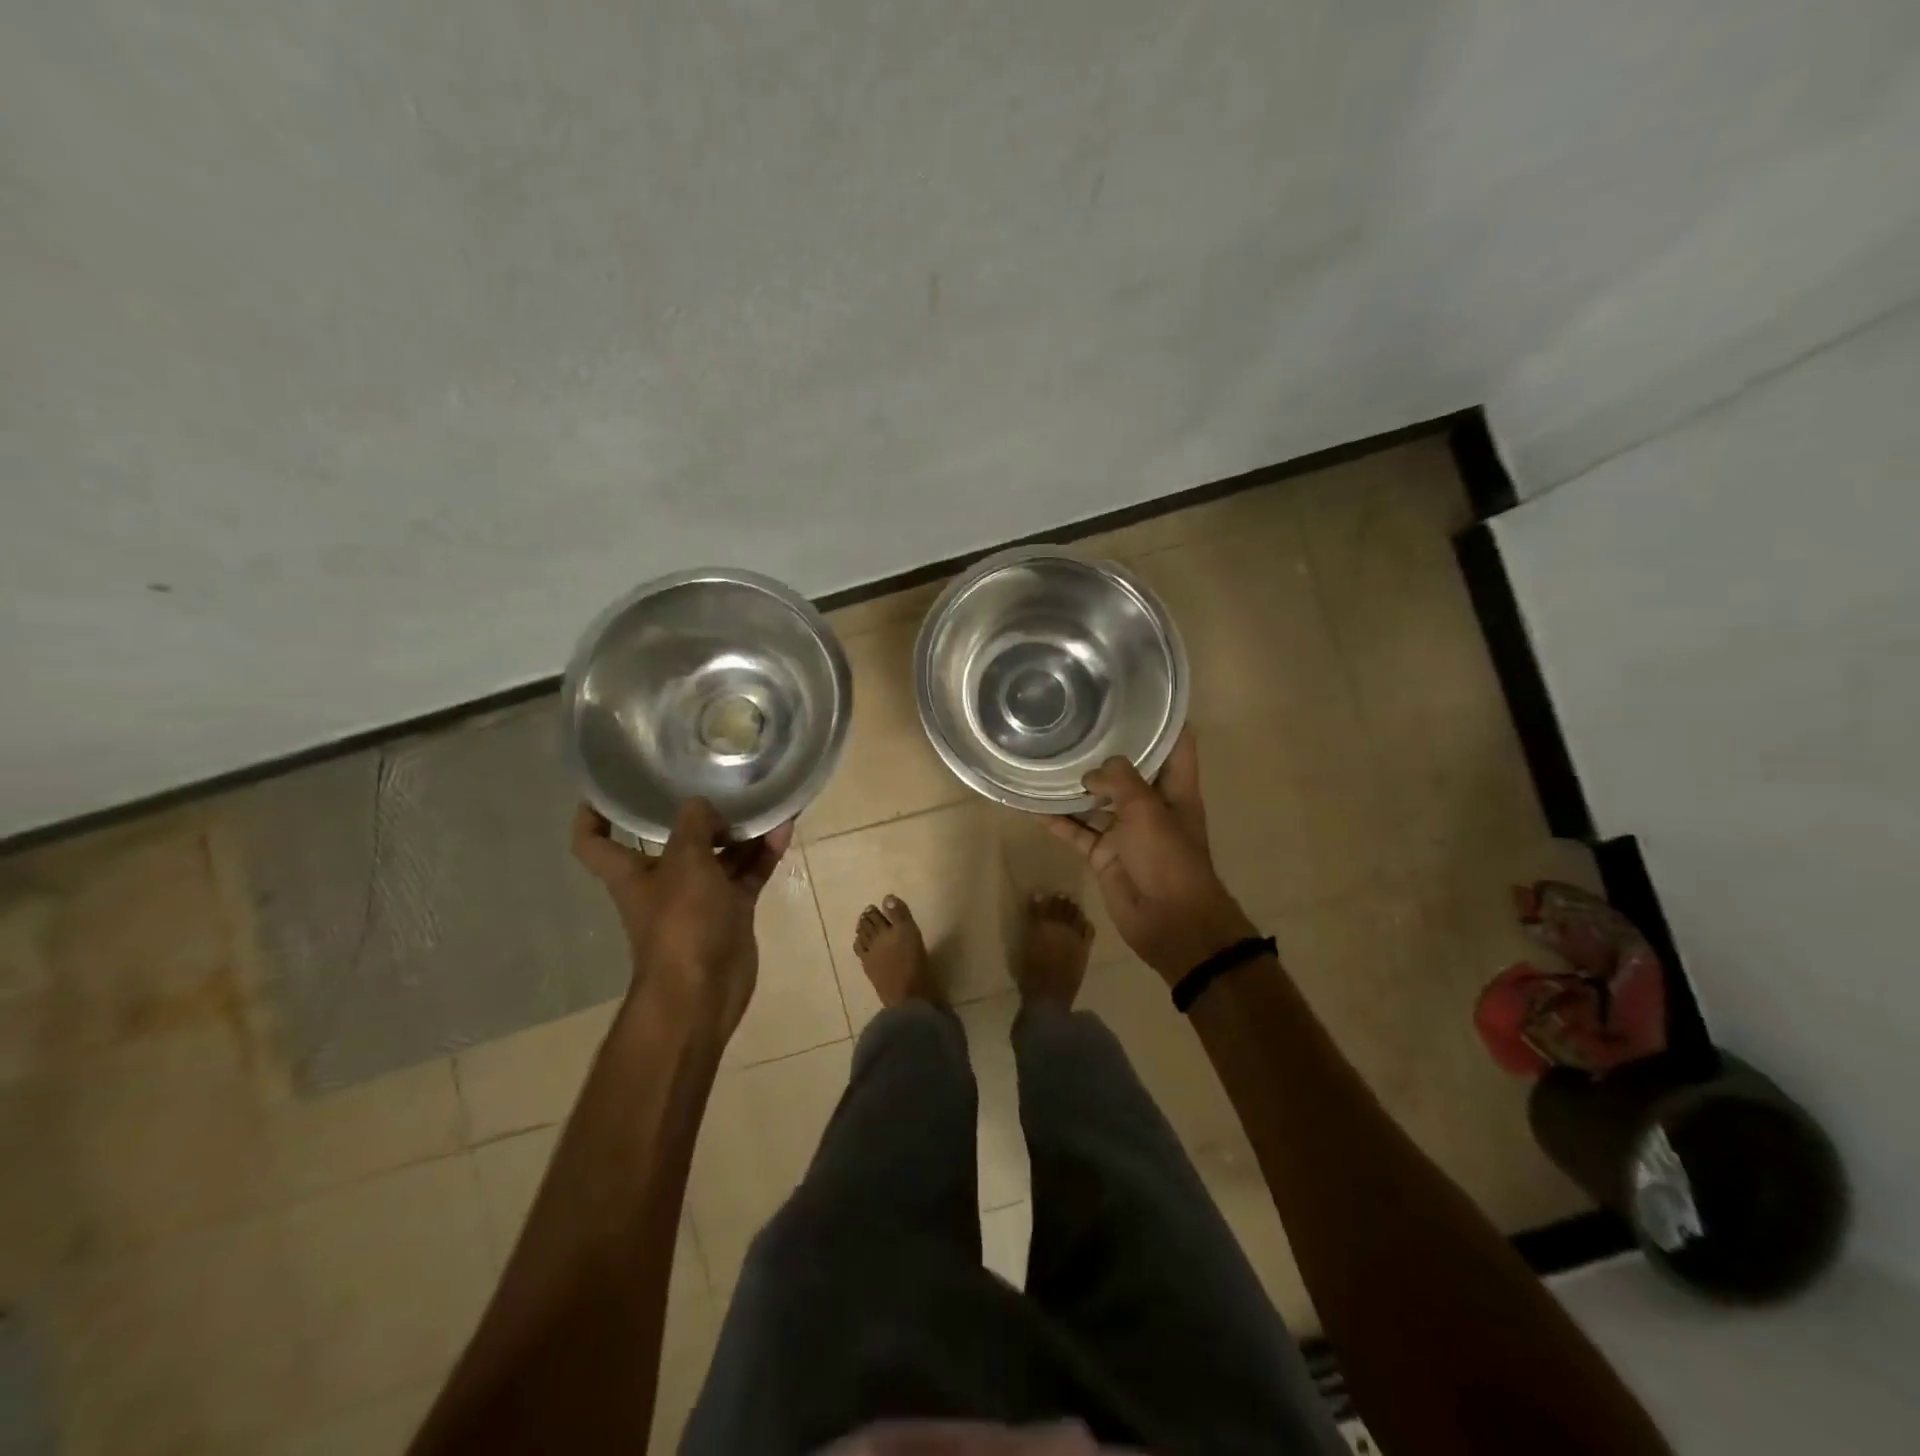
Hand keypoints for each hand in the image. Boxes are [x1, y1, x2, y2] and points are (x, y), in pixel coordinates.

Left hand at [571, 799, 793, 1041]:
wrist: (704, 990)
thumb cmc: (681, 921)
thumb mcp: (685, 860)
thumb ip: (695, 824)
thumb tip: (704, 805)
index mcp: (631, 872)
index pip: (593, 840)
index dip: (593, 813)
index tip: (606, 788)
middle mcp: (662, 881)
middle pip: (672, 840)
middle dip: (694, 815)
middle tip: (716, 782)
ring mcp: (699, 898)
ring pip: (718, 855)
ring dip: (739, 832)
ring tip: (763, 801)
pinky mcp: (731, 911)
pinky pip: (746, 874)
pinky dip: (762, 854)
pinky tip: (783, 829)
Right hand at [1045, 728, 1258, 982]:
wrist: (1171, 921)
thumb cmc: (1168, 858)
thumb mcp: (1147, 809)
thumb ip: (1120, 781)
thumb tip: (1092, 774)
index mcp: (1175, 790)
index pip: (1175, 746)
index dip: (1164, 720)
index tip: (1140, 695)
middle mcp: (1151, 805)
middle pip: (1129, 772)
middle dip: (1106, 752)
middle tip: (1076, 722)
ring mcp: (1126, 831)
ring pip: (1097, 802)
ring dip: (1075, 787)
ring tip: (1047, 759)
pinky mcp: (1105, 855)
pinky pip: (1077, 832)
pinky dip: (1058, 822)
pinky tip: (1032, 806)